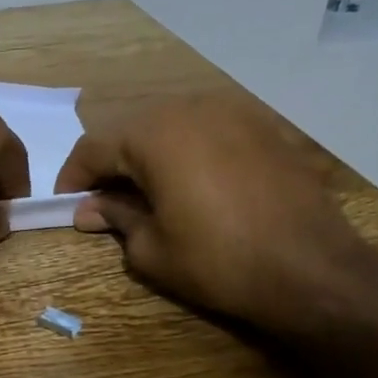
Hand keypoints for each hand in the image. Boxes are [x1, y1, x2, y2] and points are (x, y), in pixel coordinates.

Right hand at [55, 88, 375, 325]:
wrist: (312, 269)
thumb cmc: (218, 261)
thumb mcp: (151, 249)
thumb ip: (116, 218)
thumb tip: (90, 209)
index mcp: (154, 134)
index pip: (94, 147)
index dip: (73, 177)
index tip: (65, 204)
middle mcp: (191, 108)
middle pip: (132, 130)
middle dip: (112, 164)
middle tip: (103, 201)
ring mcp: (233, 112)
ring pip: (172, 126)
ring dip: (150, 156)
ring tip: (147, 193)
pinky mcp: (264, 127)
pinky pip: (208, 132)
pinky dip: (189, 153)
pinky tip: (193, 185)